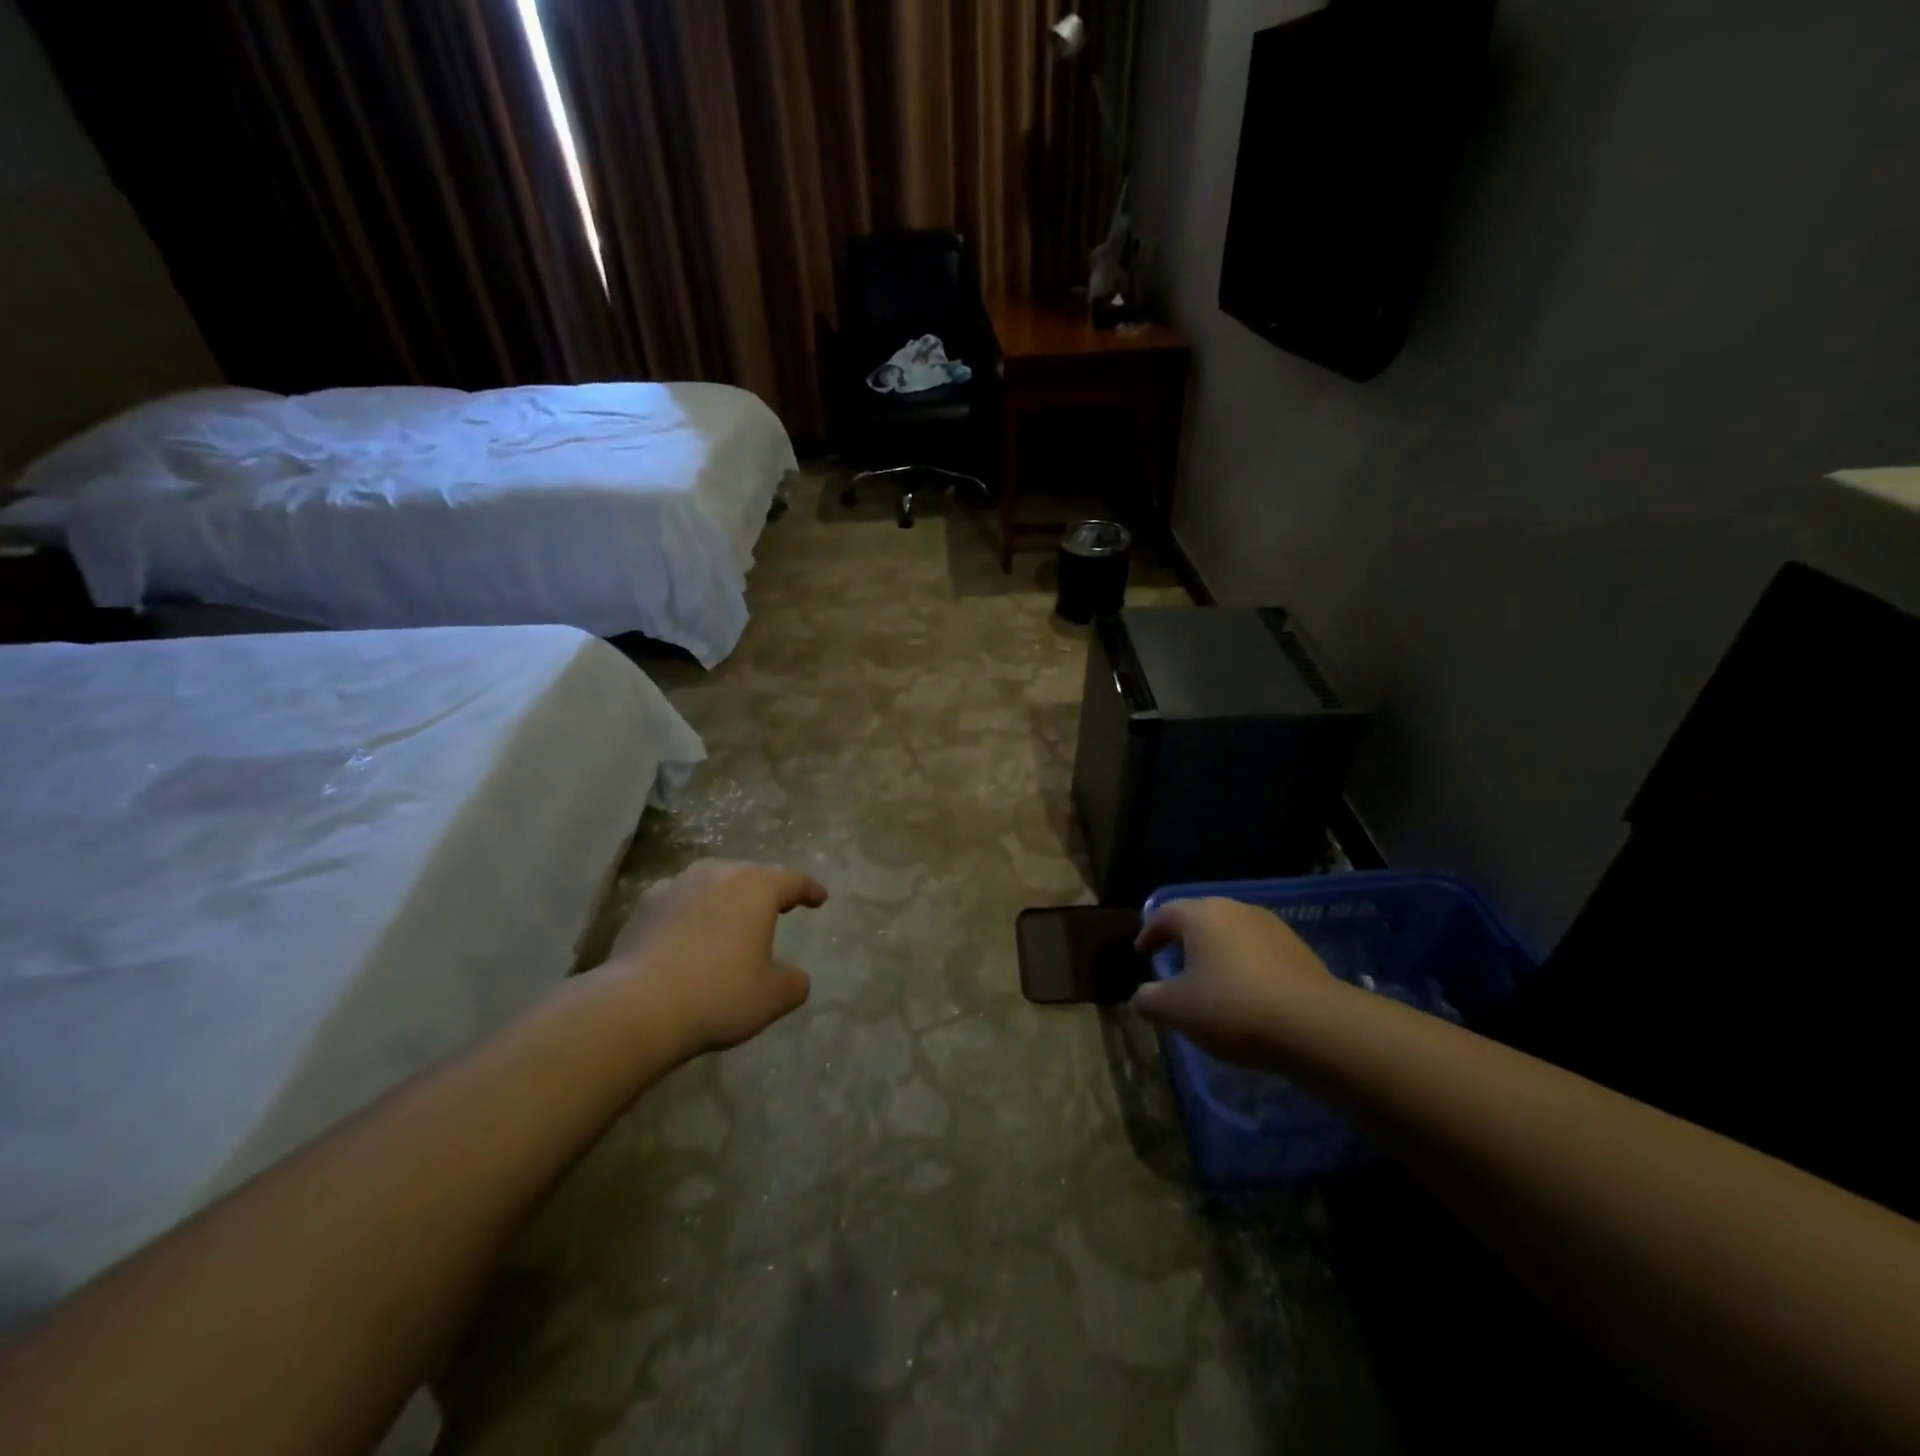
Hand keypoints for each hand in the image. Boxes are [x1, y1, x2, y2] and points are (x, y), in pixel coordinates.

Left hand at [601, 859, 828, 1058]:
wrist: (636, 1007)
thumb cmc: (718, 995)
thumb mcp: (772, 997)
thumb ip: (793, 982)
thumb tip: (794, 977)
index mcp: (757, 887)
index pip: (793, 879)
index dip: (809, 889)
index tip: (819, 898)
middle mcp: (718, 874)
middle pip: (751, 874)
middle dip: (767, 889)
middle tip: (779, 906)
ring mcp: (677, 885)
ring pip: (713, 882)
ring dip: (726, 897)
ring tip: (732, 918)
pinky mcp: (644, 905)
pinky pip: (680, 900)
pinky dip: (692, 911)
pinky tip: (689, 933)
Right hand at [1130, 897, 1336, 1067]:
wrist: (1315, 1025)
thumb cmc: (1232, 1007)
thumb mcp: (1177, 1010)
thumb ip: (1150, 999)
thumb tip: (1141, 996)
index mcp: (1201, 915)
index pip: (1164, 914)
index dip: (1149, 933)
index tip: (1141, 953)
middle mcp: (1235, 910)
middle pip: (1200, 918)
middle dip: (1183, 939)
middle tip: (1172, 963)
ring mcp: (1271, 927)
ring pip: (1231, 934)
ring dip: (1216, 953)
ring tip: (1209, 981)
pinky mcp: (1298, 950)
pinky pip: (1258, 952)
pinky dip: (1244, 966)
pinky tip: (1245, 994)